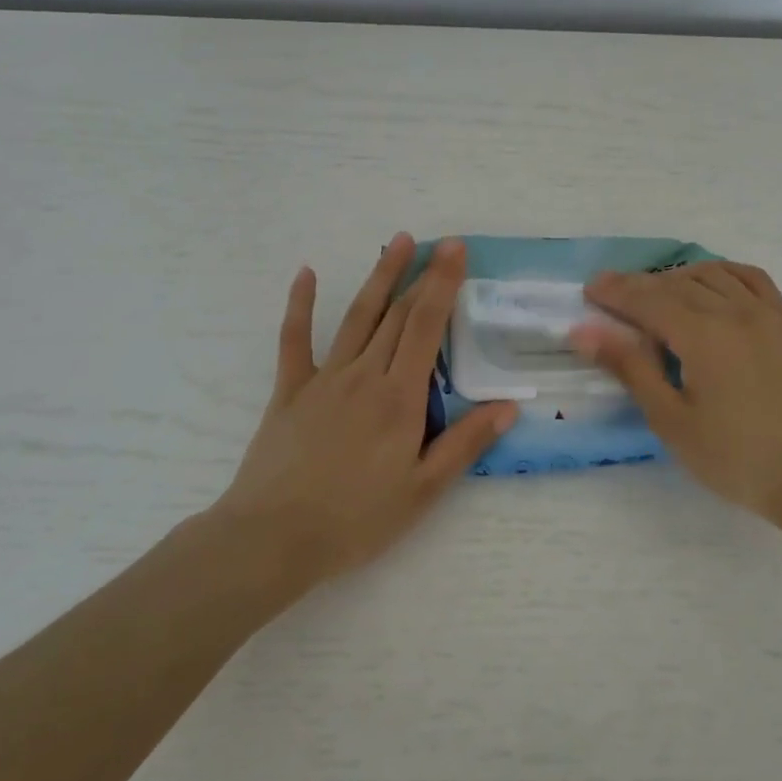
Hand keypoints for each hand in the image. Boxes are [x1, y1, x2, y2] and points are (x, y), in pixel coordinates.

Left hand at [213, 234, 517, 585]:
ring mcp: (324, 378)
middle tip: (438, 242)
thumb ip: (464, 444)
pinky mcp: (290, 389)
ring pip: (357, 316)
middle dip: (421, 274)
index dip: (443, 284)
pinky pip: (294, 339)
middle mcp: (364, 375)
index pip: (427, 327)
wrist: (273, 538)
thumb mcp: (422, 491)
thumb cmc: (355, 519)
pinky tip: (306, 273)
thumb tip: (508, 406)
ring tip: (396, 242)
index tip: (455, 250)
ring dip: (378, 276)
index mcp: (399, 397)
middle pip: (397, 314)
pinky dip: (300, 304)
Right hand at [571, 262, 781, 531]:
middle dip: (638, 284)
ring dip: (675, 276)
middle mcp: (736, 312)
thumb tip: (585, 331)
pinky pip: (750, 278)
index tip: (589, 289)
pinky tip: (708, 285)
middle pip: (676, 284)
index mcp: (705, 336)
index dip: (616, 292)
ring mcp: (767, 313)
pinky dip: (721, 273)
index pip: (649, 300)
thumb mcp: (672, 421)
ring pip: (712, 274)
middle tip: (608, 290)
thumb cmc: (736, 459)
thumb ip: (631, 368)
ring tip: (652, 292)